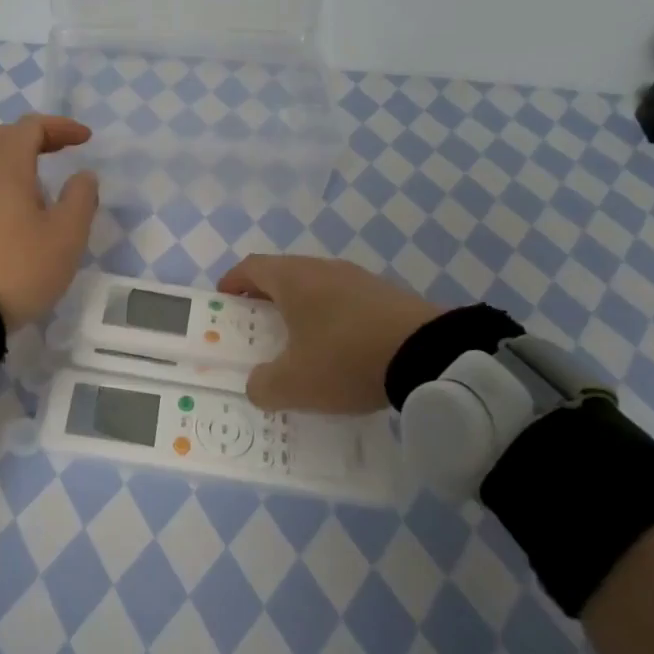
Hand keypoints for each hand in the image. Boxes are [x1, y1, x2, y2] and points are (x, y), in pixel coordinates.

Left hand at [0, 115, 99, 328]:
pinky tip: (18, 203)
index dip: (61, 127)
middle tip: (61, 150)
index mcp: (5, 166)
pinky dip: (0, 176)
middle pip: (2, 135)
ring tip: (42, 178)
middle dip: (34, 135)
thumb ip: (81, 197)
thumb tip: (82, 176)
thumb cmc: (22, 267)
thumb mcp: (67, 235)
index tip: (86, 140)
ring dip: (15, 156)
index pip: (30, 127)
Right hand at [218, 254, 443, 413]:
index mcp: (293, 279)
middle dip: (266, 298)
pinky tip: (341, 349)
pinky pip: (346, 300)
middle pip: (284, 274)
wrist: (428, 355)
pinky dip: (333, 317)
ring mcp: (358, 278)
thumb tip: (257, 384)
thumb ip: (263, 385)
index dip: (233, 282)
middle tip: (260, 327)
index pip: (251, 267)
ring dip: (302, 308)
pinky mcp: (387, 294)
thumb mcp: (294, 384)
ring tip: (301, 341)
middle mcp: (322, 268)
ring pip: (317, 286)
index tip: (225, 301)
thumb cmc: (345, 359)